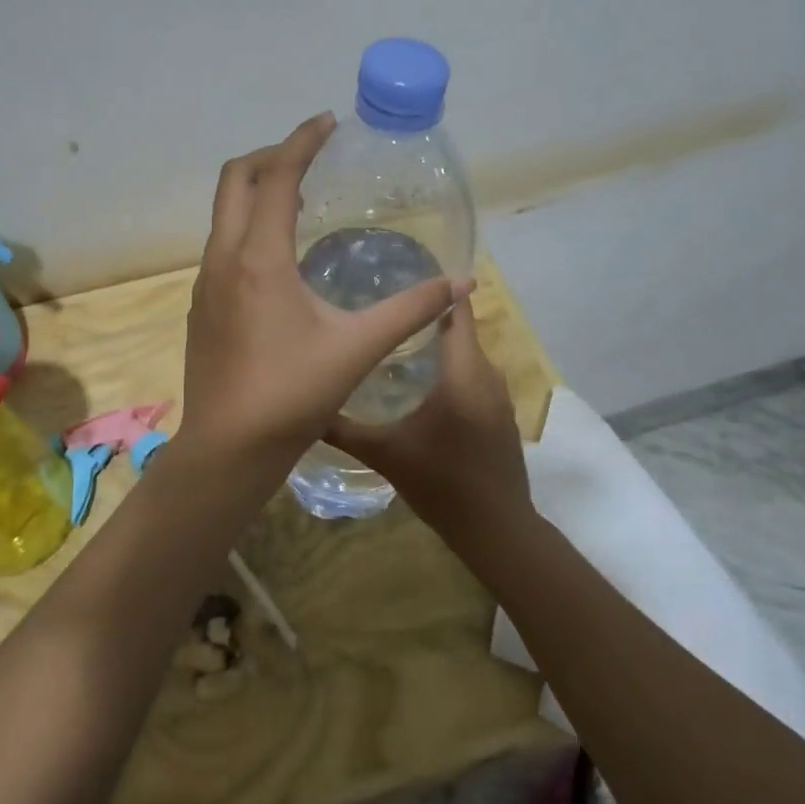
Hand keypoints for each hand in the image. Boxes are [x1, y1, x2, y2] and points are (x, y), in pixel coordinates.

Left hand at [176, 113, 470, 486]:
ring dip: (256, 192)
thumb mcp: (358, 348)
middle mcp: (223, 258)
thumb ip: (410, 310)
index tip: (328, 122)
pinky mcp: (201, 306)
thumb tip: (461, 283)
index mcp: (258, 257)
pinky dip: (248, 227)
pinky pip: (222, 245)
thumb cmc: (292, 394)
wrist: (228, 448)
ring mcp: (205, 282)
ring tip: (299, 199)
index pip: (276, 175)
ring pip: (223, 214)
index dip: (302, 141)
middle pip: (235, 180)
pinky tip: (278, 257)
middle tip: (311, 155)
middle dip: (271, 155)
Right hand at [324, 296, 532, 545]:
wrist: (496, 529)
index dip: (433, 289)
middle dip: (422, 317)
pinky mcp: (500, 415)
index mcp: (463, 372)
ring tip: (392, 341)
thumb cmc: (442, 483)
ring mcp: (498, 396)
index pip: (455, 311)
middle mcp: (487, 375)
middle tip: (378, 309)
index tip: (398, 275)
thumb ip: (343, 428)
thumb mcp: (385, 454)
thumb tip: (304, 408)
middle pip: (457, 330)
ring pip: (465, 356)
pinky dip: (449, 370)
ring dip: (436, 346)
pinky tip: (418, 383)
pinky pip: (473, 376)